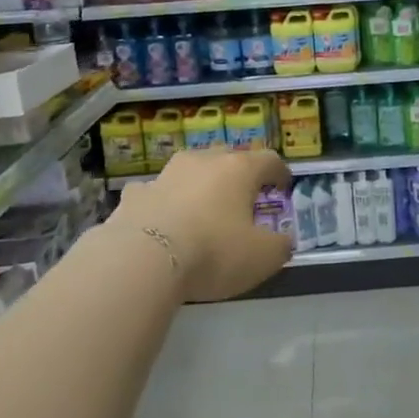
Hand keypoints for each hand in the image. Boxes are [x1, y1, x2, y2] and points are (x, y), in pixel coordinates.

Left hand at [109, 147, 292, 301]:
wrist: (142, 260)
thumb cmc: (213, 252)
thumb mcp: (263, 257)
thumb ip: (280, 246)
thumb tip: (284, 240)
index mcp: (239, 169)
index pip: (269, 160)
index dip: (279, 172)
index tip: (283, 186)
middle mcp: (203, 161)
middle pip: (228, 158)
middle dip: (238, 174)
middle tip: (243, 196)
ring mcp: (165, 175)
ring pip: (189, 170)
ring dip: (199, 184)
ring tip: (203, 206)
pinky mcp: (134, 195)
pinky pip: (155, 192)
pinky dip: (163, 201)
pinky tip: (162, 218)